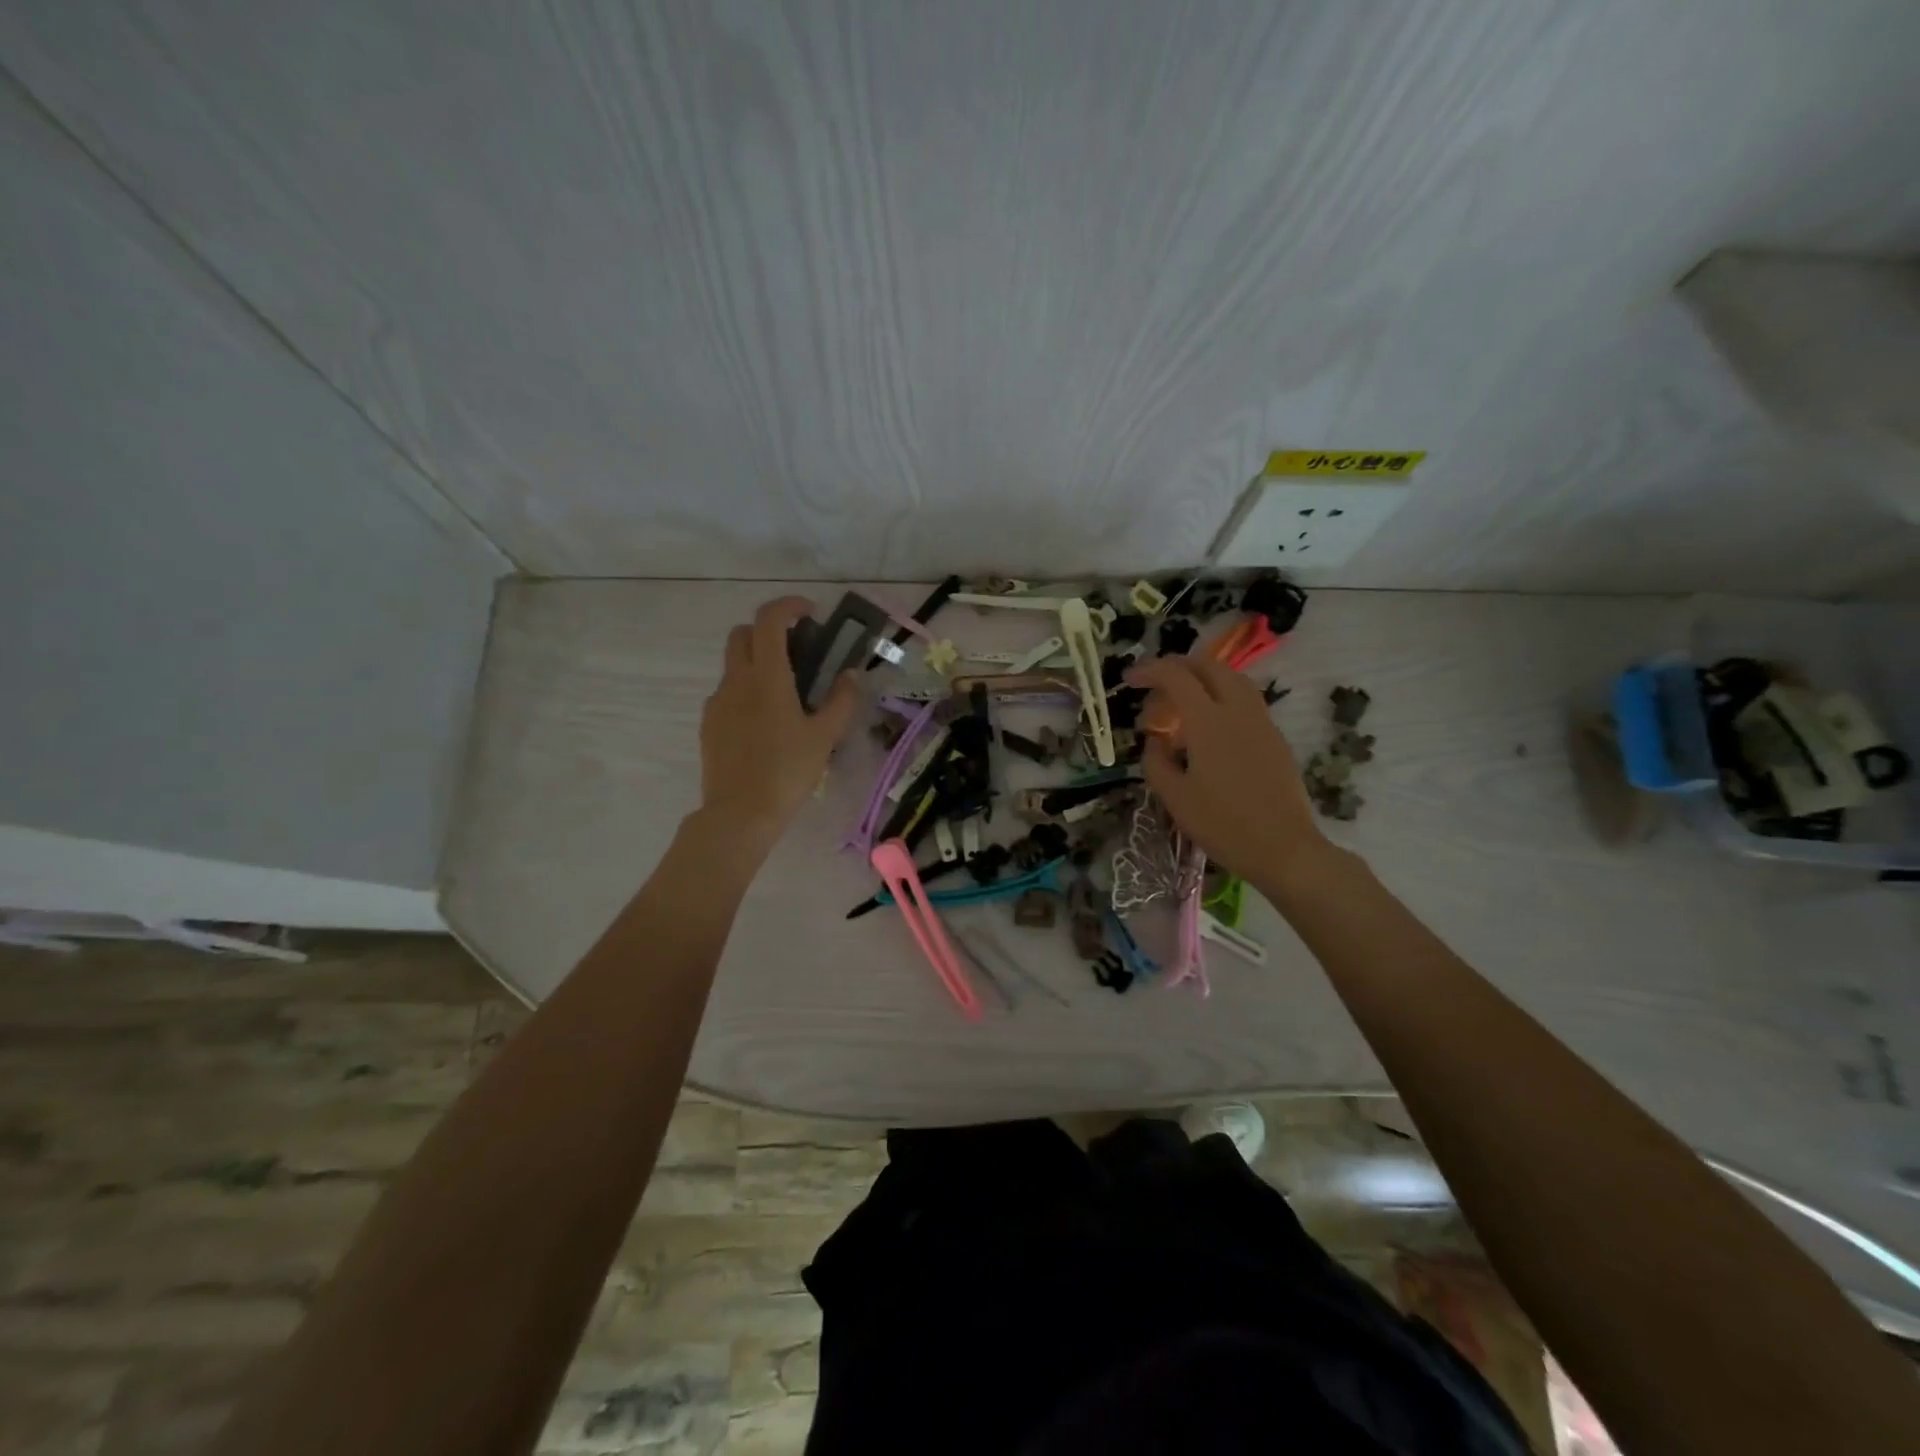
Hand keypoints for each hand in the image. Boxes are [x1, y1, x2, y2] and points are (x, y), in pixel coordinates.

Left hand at [696, 596, 859, 850]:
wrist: (739, 814)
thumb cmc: (787, 772)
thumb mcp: (824, 737)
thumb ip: (841, 701)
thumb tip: (851, 675)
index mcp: (766, 677)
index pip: (768, 620)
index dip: (788, 606)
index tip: (810, 613)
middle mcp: (736, 680)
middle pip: (743, 634)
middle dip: (768, 631)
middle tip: (797, 651)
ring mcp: (717, 702)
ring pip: (734, 664)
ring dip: (758, 662)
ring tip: (786, 694)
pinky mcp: (709, 723)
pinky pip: (728, 693)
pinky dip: (746, 690)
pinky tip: (765, 722)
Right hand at [1124, 655, 1329, 887]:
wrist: (1283, 848)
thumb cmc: (1222, 824)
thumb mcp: (1174, 797)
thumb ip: (1156, 761)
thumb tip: (1155, 741)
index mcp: (1208, 721)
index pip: (1176, 676)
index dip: (1149, 671)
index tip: (1130, 680)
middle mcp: (1238, 710)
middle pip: (1208, 666)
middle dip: (1177, 667)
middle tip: (1156, 686)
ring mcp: (1262, 721)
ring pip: (1232, 679)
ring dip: (1203, 679)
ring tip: (1182, 703)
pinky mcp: (1275, 737)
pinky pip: (1245, 700)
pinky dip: (1221, 697)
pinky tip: (1209, 728)